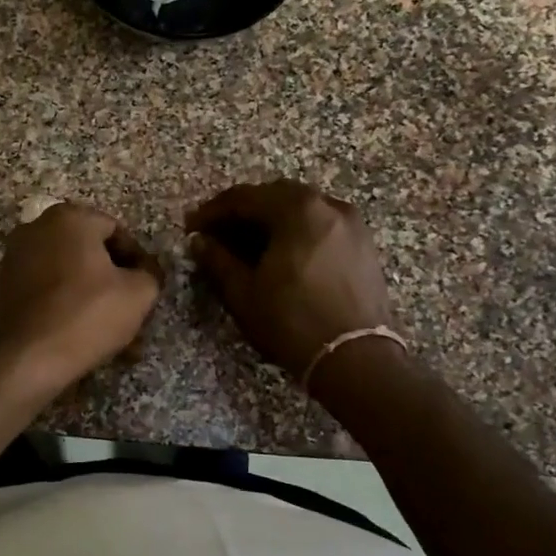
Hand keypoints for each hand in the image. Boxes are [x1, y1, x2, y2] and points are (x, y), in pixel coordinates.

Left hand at [0, 202, 162, 393]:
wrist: (28, 358)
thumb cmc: (87, 315)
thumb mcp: (139, 293)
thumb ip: (150, 272)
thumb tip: (144, 271)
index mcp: (69, 218)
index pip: (117, 231)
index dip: (138, 260)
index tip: (147, 289)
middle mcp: (37, 227)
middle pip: (91, 252)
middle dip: (115, 282)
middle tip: (133, 312)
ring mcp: (17, 256)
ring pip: (70, 274)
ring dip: (95, 298)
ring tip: (115, 334)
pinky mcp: (6, 285)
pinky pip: (49, 289)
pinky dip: (69, 306)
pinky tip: (86, 335)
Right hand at [186, 180, 398, 385]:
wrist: (356, 359)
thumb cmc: (292, 321)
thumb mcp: (244, 292)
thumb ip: (218, 259)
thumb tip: (199, 241)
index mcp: (297, 209)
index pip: (244, 197)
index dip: (213, 211)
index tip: (192, 227)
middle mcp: (328, 206)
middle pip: (275, 196)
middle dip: (242, 211)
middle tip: (216, 233)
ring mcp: (351, 224)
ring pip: (300, 209)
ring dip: (270, 220)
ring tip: (245, 244)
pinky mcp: (363, 245)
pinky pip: (320, 225)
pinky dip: (295, 231)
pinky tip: (279, 253)